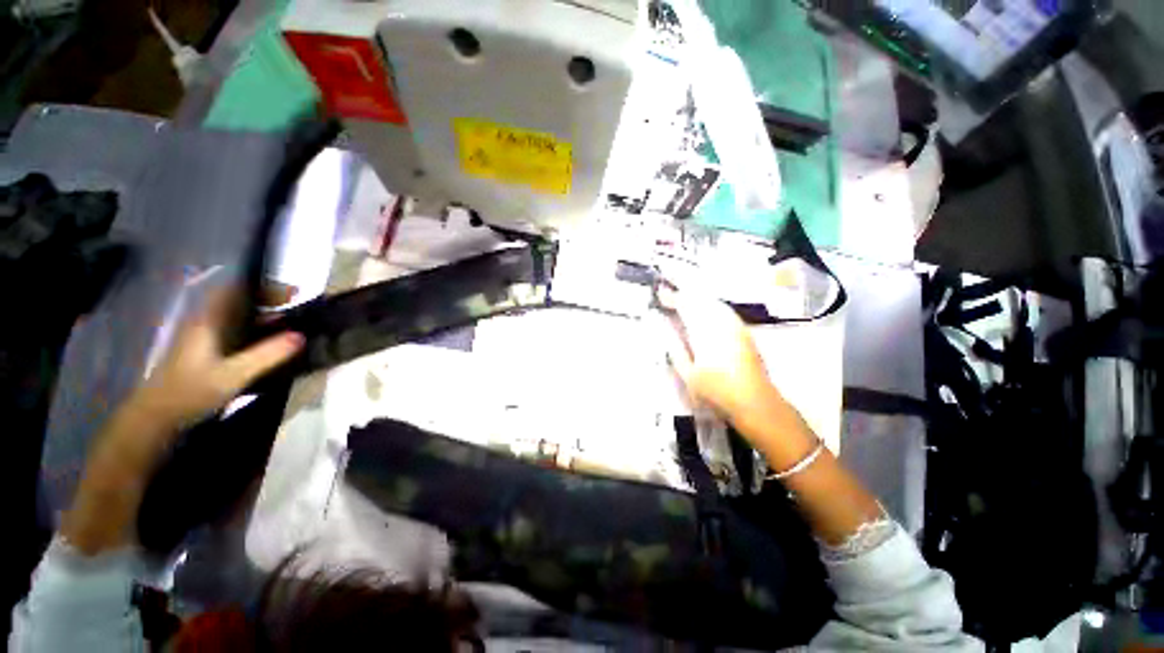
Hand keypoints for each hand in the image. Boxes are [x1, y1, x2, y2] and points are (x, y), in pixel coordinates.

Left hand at [131, 287, 303, 432]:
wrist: (156, 416)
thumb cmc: (192, 391)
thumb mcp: (234, 375)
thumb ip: (267, 355)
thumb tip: (301, 336)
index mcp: (209, 321)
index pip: (236, 290)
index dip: (264, 287)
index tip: (293, 293)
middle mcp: (205, 322)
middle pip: (237, 300)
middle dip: (267, 299)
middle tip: (295, 306)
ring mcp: (202, 336)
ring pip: (236, 315)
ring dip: (261, 314)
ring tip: (288, 323)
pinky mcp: (204, 349)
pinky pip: (233, 329)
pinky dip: (253, 328)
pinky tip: (267, 342)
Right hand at [657, 283, 783, 426]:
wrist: (755, 401)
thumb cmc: (717, 391)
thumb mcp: (689, 375)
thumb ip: (676, 351)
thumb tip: (666, 332)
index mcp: (705, 333)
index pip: (686, 306)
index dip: (673, 297)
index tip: (661, 292)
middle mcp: (722, 324)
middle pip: (701, 299)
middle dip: (684, 292)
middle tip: (670, 289)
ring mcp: (735, 326)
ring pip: (713, 301)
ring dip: (697, 296)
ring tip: (684, 294)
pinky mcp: (744, 331)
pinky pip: (724, 309)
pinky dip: (711, 303)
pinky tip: (707, 307)